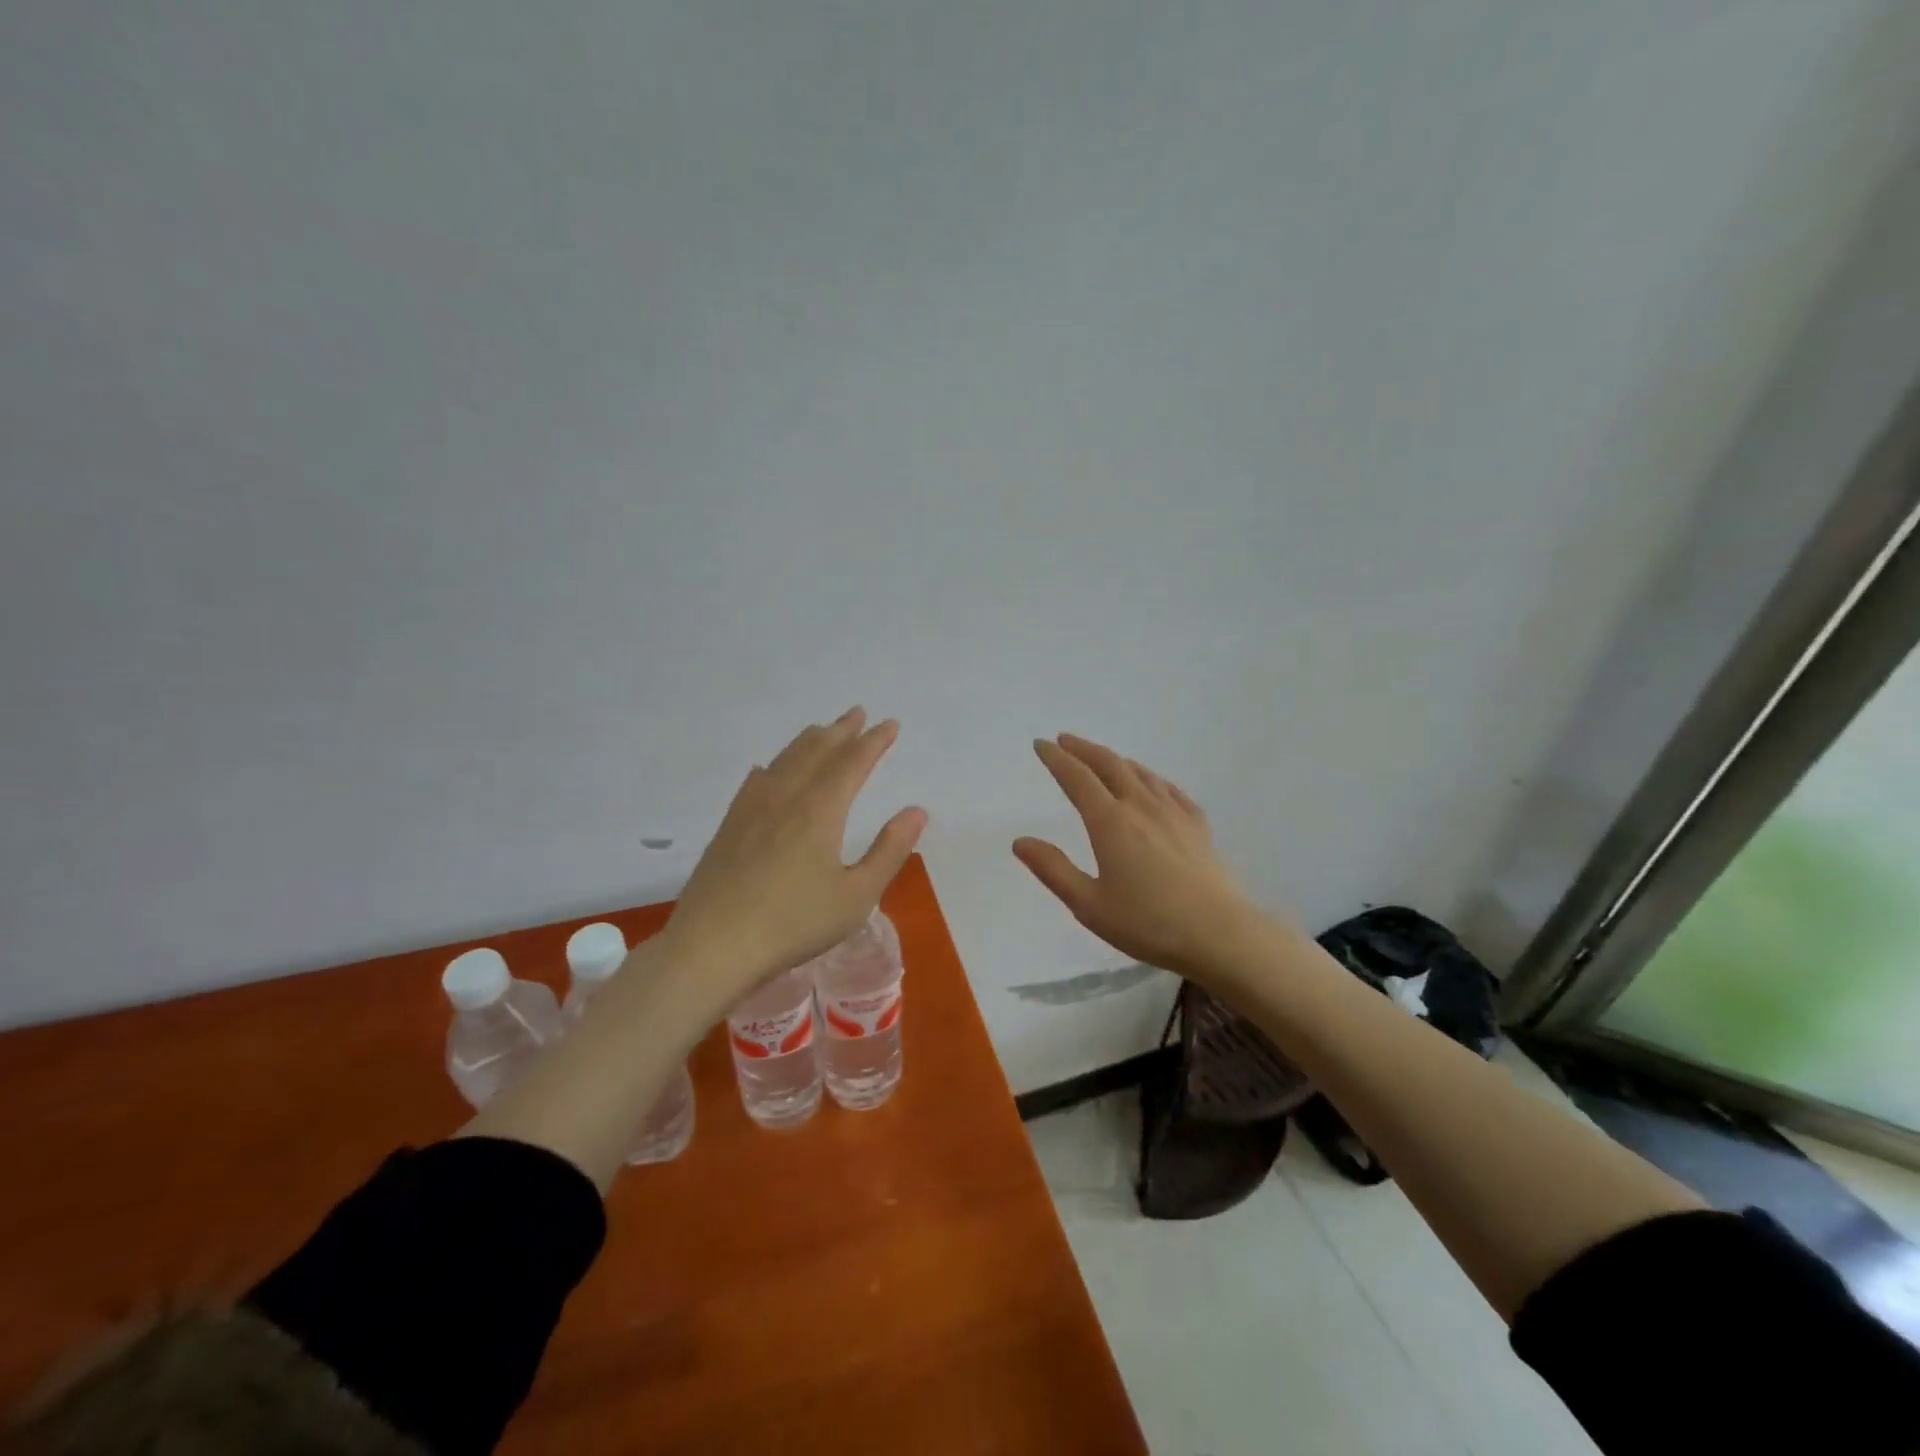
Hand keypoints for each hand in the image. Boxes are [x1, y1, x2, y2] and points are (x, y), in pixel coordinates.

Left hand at [662, 708, 927, 1007]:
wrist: (713, 946)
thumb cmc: (793, 924)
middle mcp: (786, 798)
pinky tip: (766, 770)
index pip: (853, 762)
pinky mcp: (729, 827)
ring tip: (821, 730)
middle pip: (817, 752)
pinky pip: (754, 783)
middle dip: (841, 731)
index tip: (890, 724)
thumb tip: (916, 810)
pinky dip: (770, 768)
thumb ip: (889, 850)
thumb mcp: (856, 895)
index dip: (874, 741)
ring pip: (784, 761)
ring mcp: (752, 809)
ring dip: (808, 741)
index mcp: (820, 810)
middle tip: (858, 713)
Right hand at [1013, 734, 1260, 977]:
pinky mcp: (1198, 827)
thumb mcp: (1089, 904)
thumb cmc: (1148, 923)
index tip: (1041, 744)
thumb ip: (1053, 869)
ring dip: (1116, 760)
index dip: (1056, 758)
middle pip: (1109, 765)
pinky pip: (1170, 790)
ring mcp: (1174, 813)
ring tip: (1103, 758)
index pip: (1076, 778)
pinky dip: (1152, 779)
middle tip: (1065, 740)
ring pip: (1141, 773)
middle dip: (1083, 749)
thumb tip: (1020, 841)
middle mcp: (1140, 806)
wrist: (1220, 934)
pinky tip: (1153, 785)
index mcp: (1110, 822)